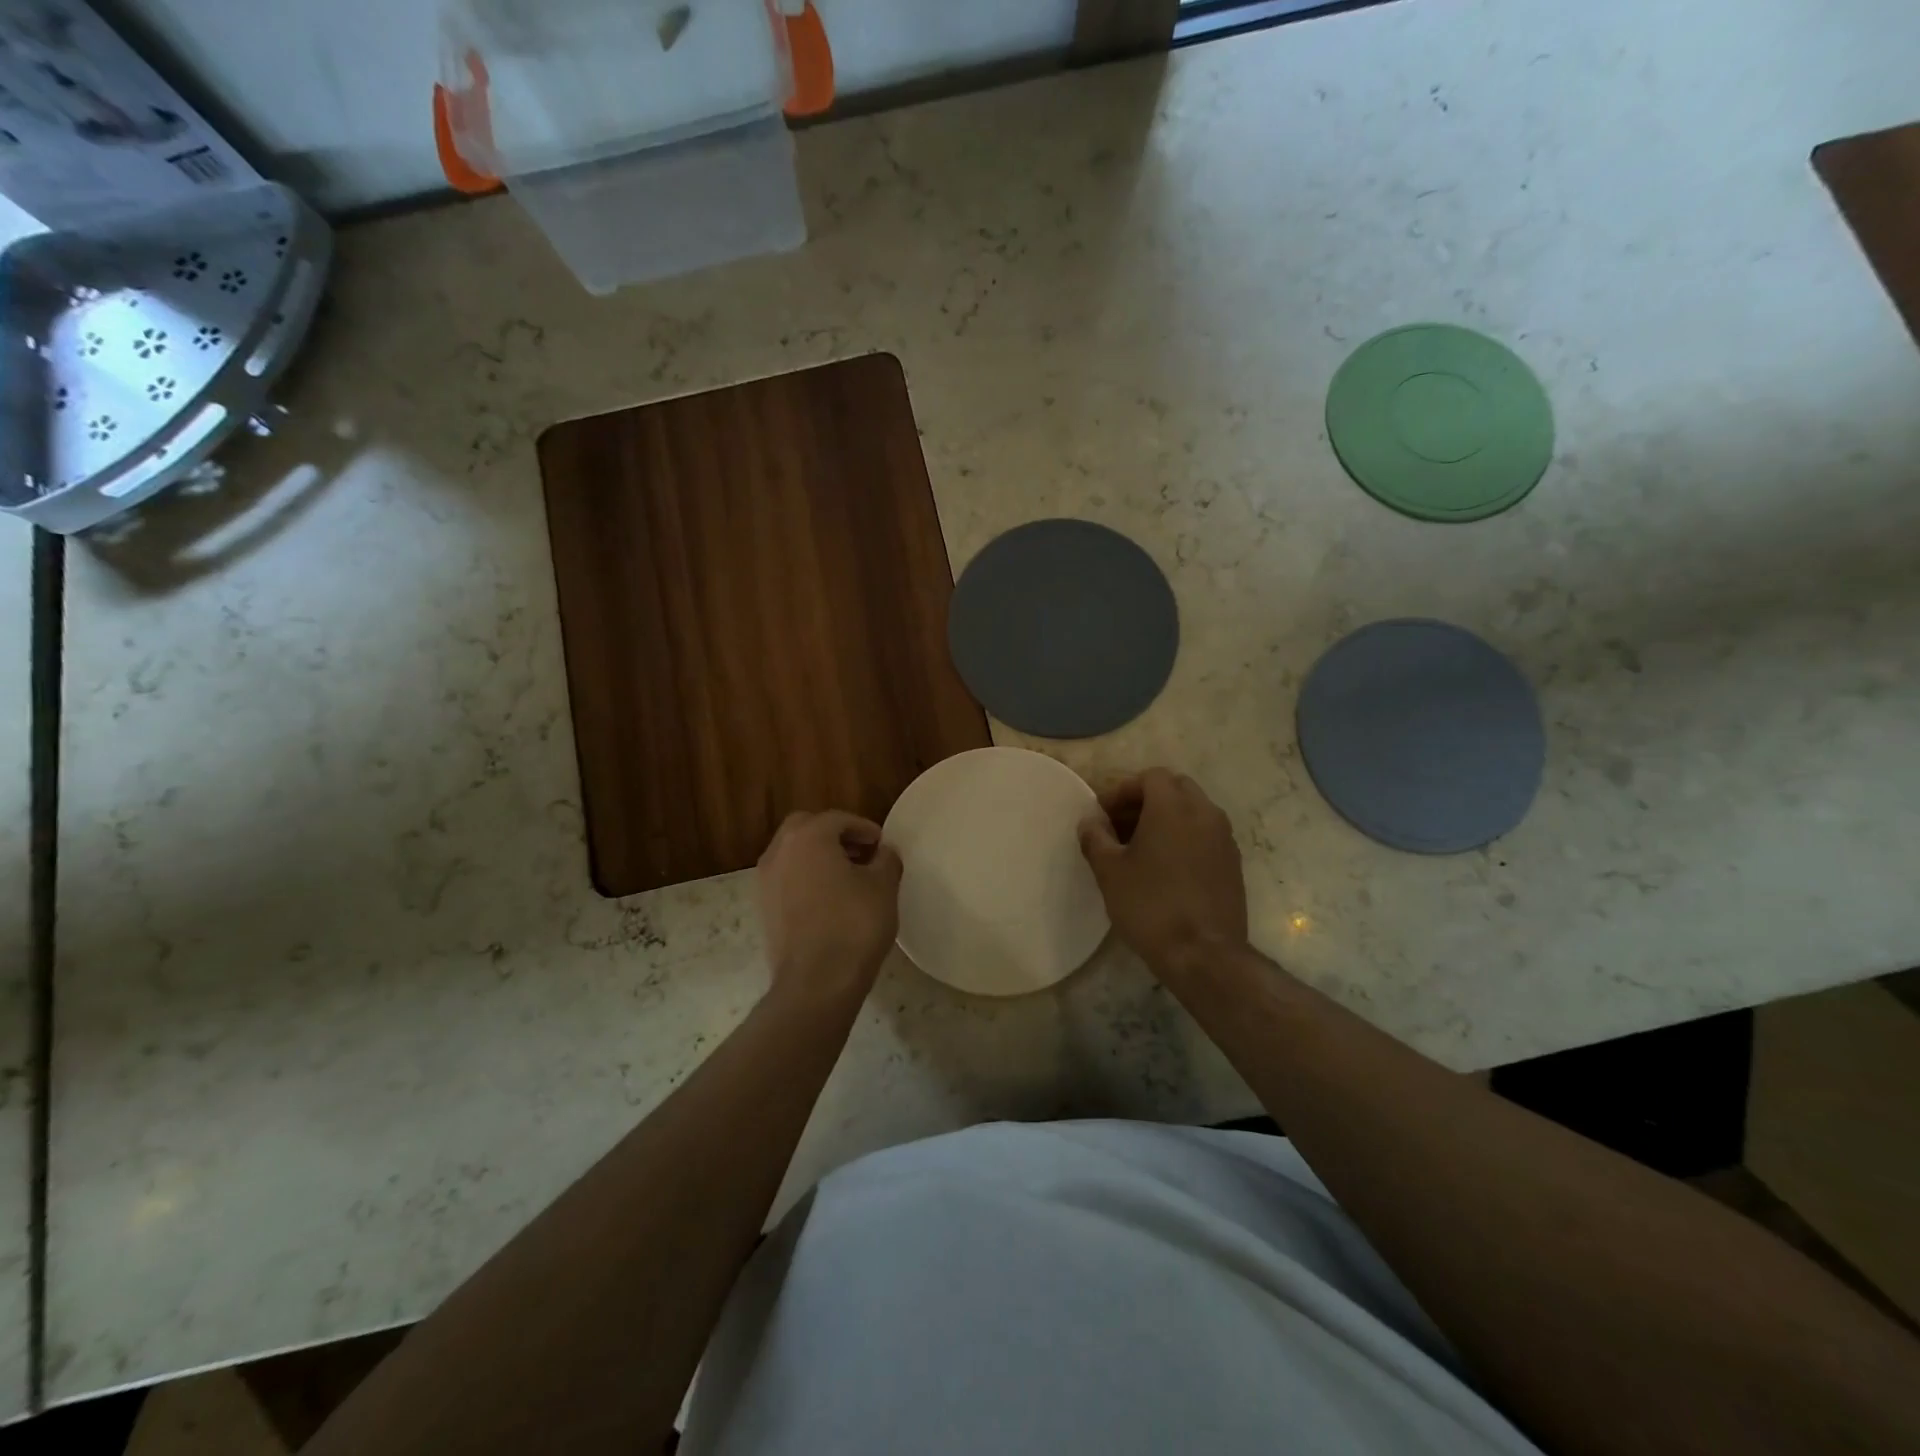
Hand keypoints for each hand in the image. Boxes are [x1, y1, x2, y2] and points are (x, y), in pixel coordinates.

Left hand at [757, 811, 902, 1004]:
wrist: (816, 983)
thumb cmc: (854, 925)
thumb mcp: (883, 887)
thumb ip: (886, 860)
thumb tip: (883, 852)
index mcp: (808, 837)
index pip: (838, 819)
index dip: (864, 828)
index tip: (882, 844)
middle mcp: (779, 851)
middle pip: (807, 828)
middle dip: (834, 836)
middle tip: (861, 853)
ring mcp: (765, 881)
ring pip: (793, 854)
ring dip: (818, 857)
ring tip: (847, 878)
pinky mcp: (763, 909)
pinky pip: (786, 879)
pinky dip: (805, 878)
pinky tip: (828, 900)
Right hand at [1078, 769, 1247, 976]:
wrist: (1203, 954)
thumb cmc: (1150, 905)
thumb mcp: (1109, 871)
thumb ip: (1095, 838)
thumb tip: (1090, 822)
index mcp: (1173, 807)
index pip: (1150, 777)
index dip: (1123, 790)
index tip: (1103, 814)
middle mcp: (1205, 813)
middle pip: (1175, 788)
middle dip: (1146, 799)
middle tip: (1121, 825)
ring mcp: (1224, 839)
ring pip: (1194, 811)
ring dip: (1167, 818)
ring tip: (1141, 847)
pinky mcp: (1234, 864)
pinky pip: (1206, 835)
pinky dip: (1185, 838)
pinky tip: (1165, 868)